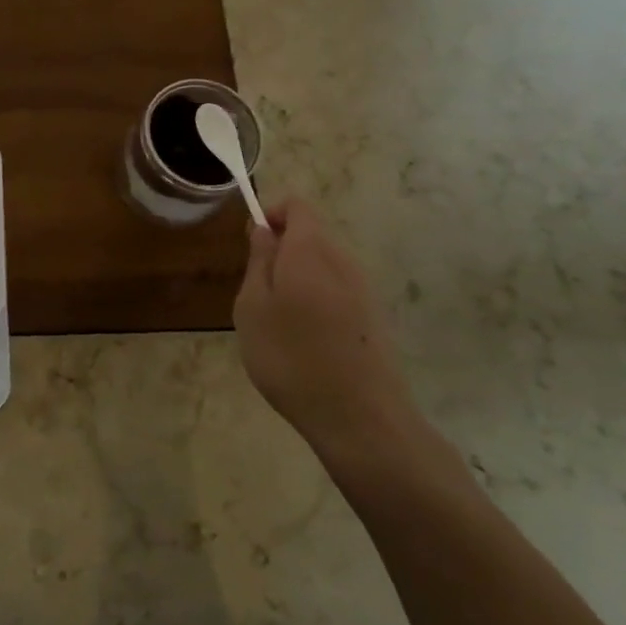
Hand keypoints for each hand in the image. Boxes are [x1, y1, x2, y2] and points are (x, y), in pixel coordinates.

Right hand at [233, 198, 422, 465]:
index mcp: (310, 250)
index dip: (272, 214)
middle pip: (311, 235)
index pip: (298, 206)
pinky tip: (306, 340)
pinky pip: (338, 291)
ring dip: (298, 278)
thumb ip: (258, 261)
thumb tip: (263, 229)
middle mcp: (342, 261)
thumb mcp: (253, 307)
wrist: (360, 418)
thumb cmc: (291, 357)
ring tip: (278, 321)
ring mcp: (363, 290)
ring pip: (324, 265)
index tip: (252, 243)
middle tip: (257, 290)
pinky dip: (317, 300)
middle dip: (282, 250)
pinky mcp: (373, 318)